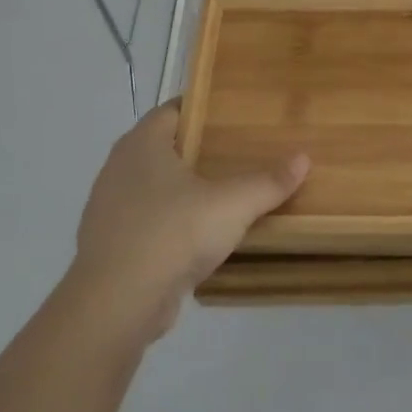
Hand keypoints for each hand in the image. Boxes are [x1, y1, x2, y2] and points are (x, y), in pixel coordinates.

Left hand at [65, 100, 308, 345]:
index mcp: (142, 144)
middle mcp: (118, 168)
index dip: (201, 109)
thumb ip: (268, 181)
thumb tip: (303, 158)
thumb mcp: (232, 205)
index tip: (232, 115)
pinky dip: (169, 223)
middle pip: (162, 148)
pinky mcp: (111, 245)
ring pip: (152, 187)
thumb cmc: (172, 233)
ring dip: (182, 190)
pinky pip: (146, 222)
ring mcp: (109, 208)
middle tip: (237, 153)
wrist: (116, 303)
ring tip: (222, 195)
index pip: (171, 110)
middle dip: (196, 150)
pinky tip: (196, 237)